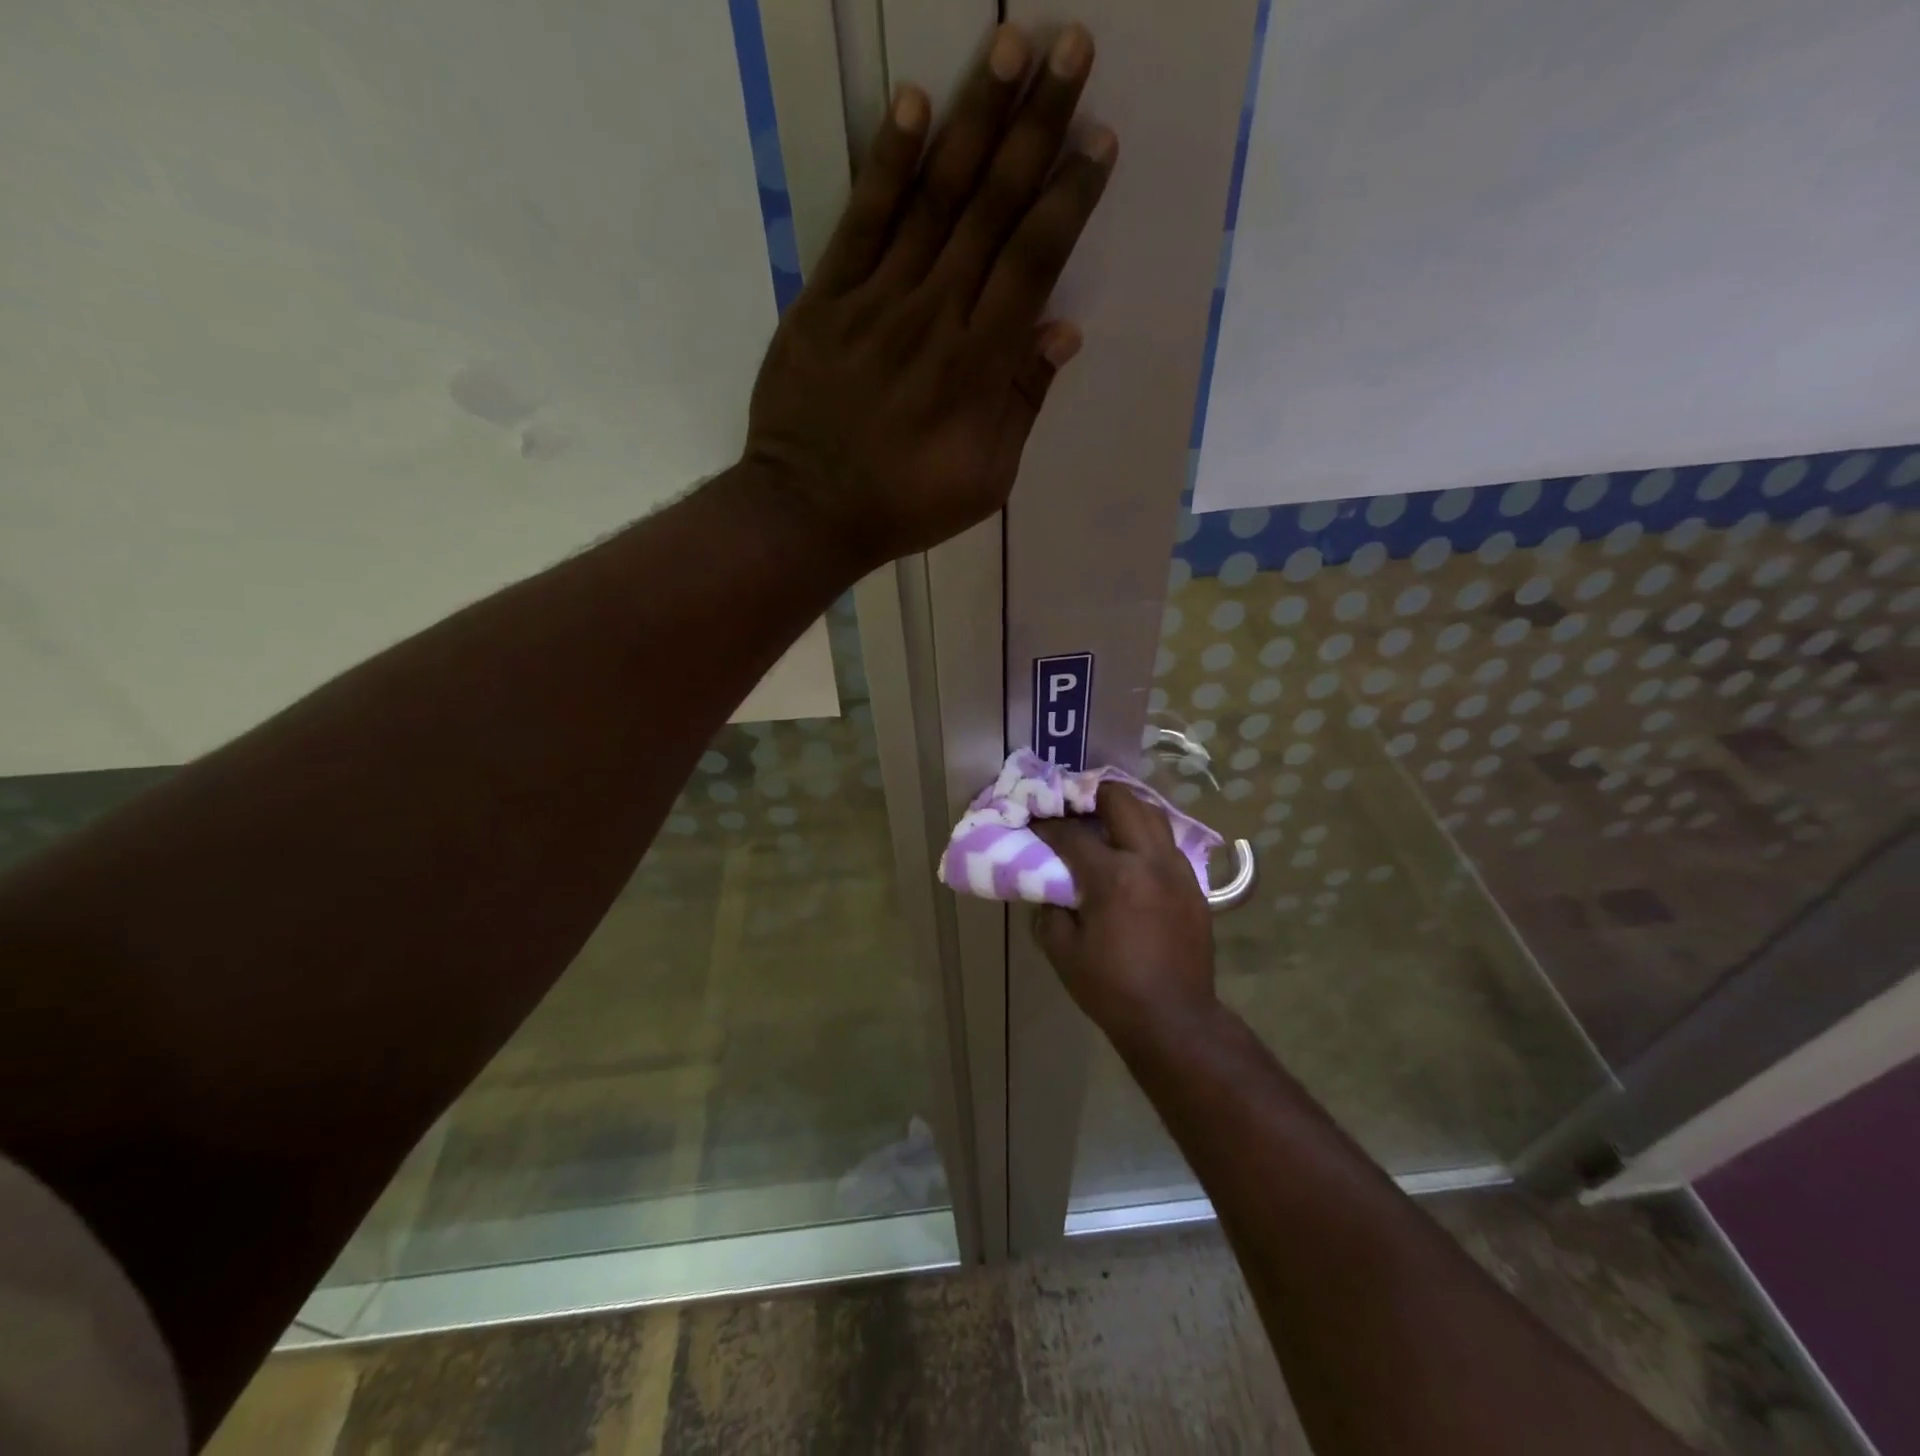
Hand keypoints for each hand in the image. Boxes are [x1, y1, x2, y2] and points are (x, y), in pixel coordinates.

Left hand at [743, 24, 1116, 567]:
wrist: (810, 510)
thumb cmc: (907, 504)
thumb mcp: (986, 479)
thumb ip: (1022, 403)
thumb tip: (1062, 329)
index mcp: (979, 365)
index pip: (1034, 262)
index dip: (1069, 197)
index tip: (1097, 141)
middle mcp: (936, 315)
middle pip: (993, 209)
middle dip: (1037, 126)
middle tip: (1070, 48)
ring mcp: (877, 300)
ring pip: (935, 198)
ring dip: (976, 118)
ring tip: (1011, 44)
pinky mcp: (826, 298)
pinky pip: (862, 219)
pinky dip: (889, 161)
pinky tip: (915, 103)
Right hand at [1031, 783, 1217, 1048]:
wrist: (1174, 1019)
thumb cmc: (1111, 988)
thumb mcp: (1062, 951)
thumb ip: (1050, 909)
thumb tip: (1050, 886)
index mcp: (1114, 877)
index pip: (1072, 833)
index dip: (1047, 824)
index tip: (1033, 821)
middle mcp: (1149, 861)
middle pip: (1121, 801)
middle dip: (1090, 793)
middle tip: (1070, 803)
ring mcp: (1177, 870)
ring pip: (1152, 814)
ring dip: (1123, 808)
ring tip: (1101, 817)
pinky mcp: (1194, 885)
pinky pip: (1167, 842)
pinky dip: (1144, 834)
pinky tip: (1130, 851)